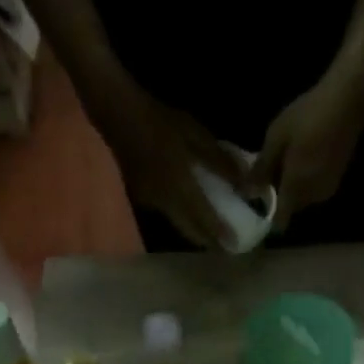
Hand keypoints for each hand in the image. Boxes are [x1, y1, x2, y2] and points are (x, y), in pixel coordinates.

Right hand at [93, 79, 248, 249]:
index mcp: (181, 186)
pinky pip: (166, 215)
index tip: (235, 246)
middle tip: (225, 248)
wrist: (117, 115)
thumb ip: (220, 161)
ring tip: (211, 236)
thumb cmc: (159, 121)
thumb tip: (246, 184)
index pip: (205, 218)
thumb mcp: (195, 135)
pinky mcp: (141, 200)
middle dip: (208, 241)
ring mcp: (150, 203)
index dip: (220, 233)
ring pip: (178, 225)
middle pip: (190, 230)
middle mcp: (165, 202)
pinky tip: (189, 215)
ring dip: (195, 233)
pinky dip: (181, 219)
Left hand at [250, 71, 363, 229]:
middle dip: (281, 195)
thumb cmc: (307, 117)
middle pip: (292, 206)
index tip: (260, 202)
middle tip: (271, 168)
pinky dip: (307, 178)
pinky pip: (316, 186)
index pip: (281, 220)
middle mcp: (313, 196)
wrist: (347, 101)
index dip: (269, 216)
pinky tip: (305, 155)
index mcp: (296, 189)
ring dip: (294, 185)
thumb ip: (261, 169)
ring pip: (305, 196)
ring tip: (287, 158)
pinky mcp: (339, 177)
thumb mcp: (275, 138)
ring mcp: (329, 188)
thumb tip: (249, 192)